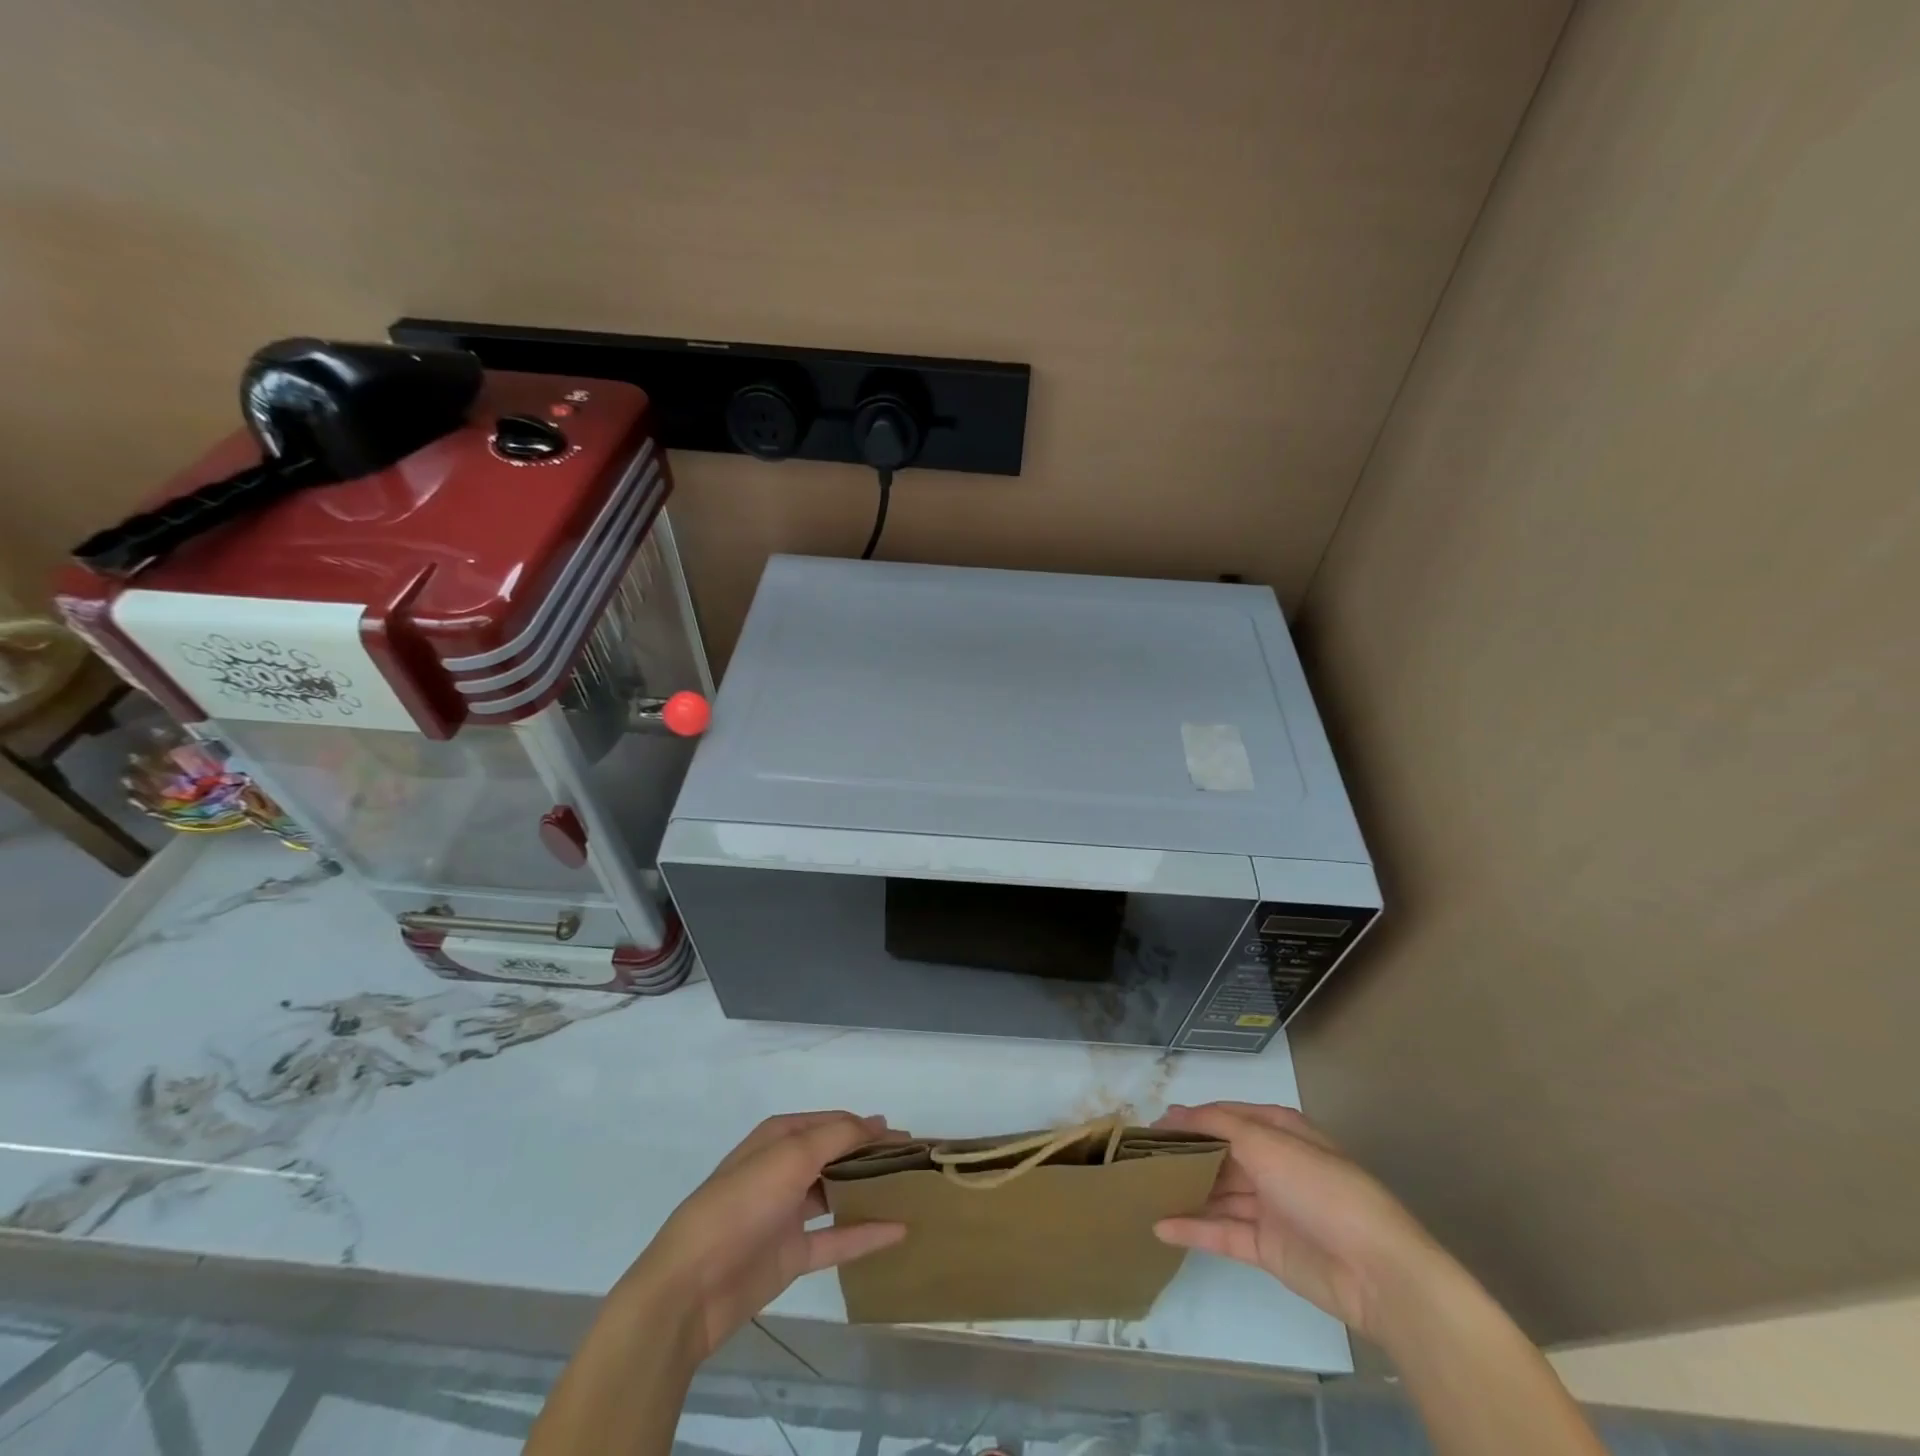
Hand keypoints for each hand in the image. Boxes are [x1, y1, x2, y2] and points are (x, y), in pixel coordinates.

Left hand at [624, 1111, 906, 1358]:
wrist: (690, 1287)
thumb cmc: (740, 1204)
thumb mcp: (790, 1156)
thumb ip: (837, 1136)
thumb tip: (877, 1122)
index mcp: (779, 1137)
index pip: (833, 1122)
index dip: (868, 1127)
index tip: (907, 1136)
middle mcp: (785, 1169)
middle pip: (837, 1156)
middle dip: (872, 1157)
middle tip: (915, 1163)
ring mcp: (788, 1214)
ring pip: (838, 1195)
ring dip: (869, 1192)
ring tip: (910, 1191)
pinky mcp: (791, 1256)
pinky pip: (836, 1240)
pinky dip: (865, 1234)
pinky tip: (898, 1231)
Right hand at [1152, 1101, 1452, 1342]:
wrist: (1376, 1270)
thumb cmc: (1320, 1188)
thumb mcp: (1267, 1141)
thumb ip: (1218, 1124)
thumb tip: (1174, 1111)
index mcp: (1279, 1131)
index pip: (1225, 1116)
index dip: (1190, 1118)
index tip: (1151, 1125)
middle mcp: (1273, 1164)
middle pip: (1219, 1155)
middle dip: (1183, 1155)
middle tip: (1139, 1158)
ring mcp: (1269, 1207)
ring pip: (1218, 1193)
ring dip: (1185, 1191)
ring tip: (1142, 1189)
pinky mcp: (1266, 1247)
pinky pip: (1223, 1232)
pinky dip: (1194, 1228)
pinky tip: (1160, 1225)